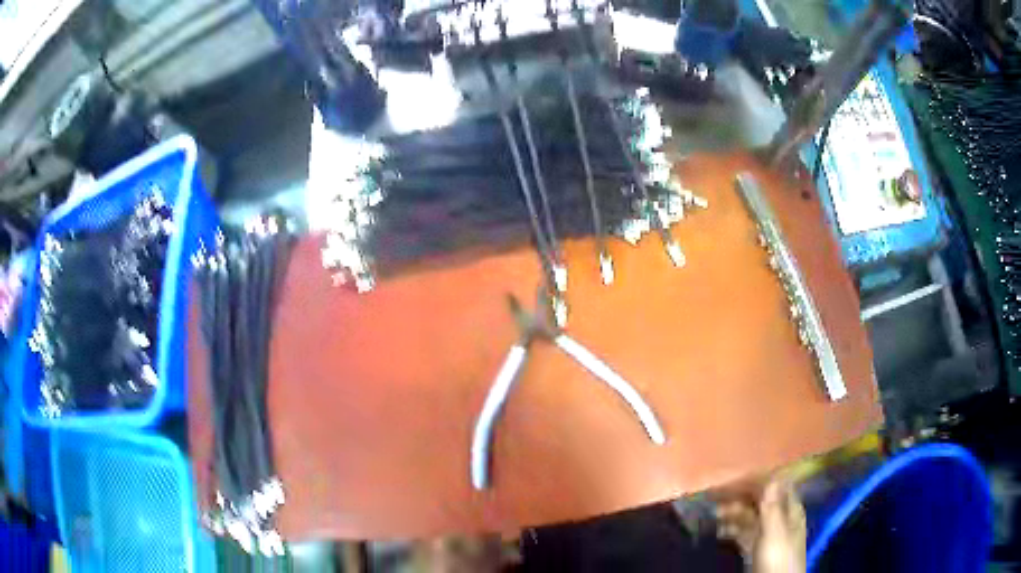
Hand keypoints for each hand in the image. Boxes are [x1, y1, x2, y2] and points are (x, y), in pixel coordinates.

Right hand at [716, 477, 806, 571]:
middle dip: (740, 496)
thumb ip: (772, 507)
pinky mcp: (756, 550)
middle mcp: (780, 518)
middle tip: (715, 495)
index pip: (776, 485)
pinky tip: (719, 531)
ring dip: (733, 513)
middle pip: (761, 501)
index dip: (757, 479)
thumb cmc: (778, 558)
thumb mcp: (774, 533)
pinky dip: (732, 529)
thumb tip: (771, 476)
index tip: (734, 476)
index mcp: (790, 510)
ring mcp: (768, 535)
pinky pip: (744, 533)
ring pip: (750, 517)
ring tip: (713, 513)